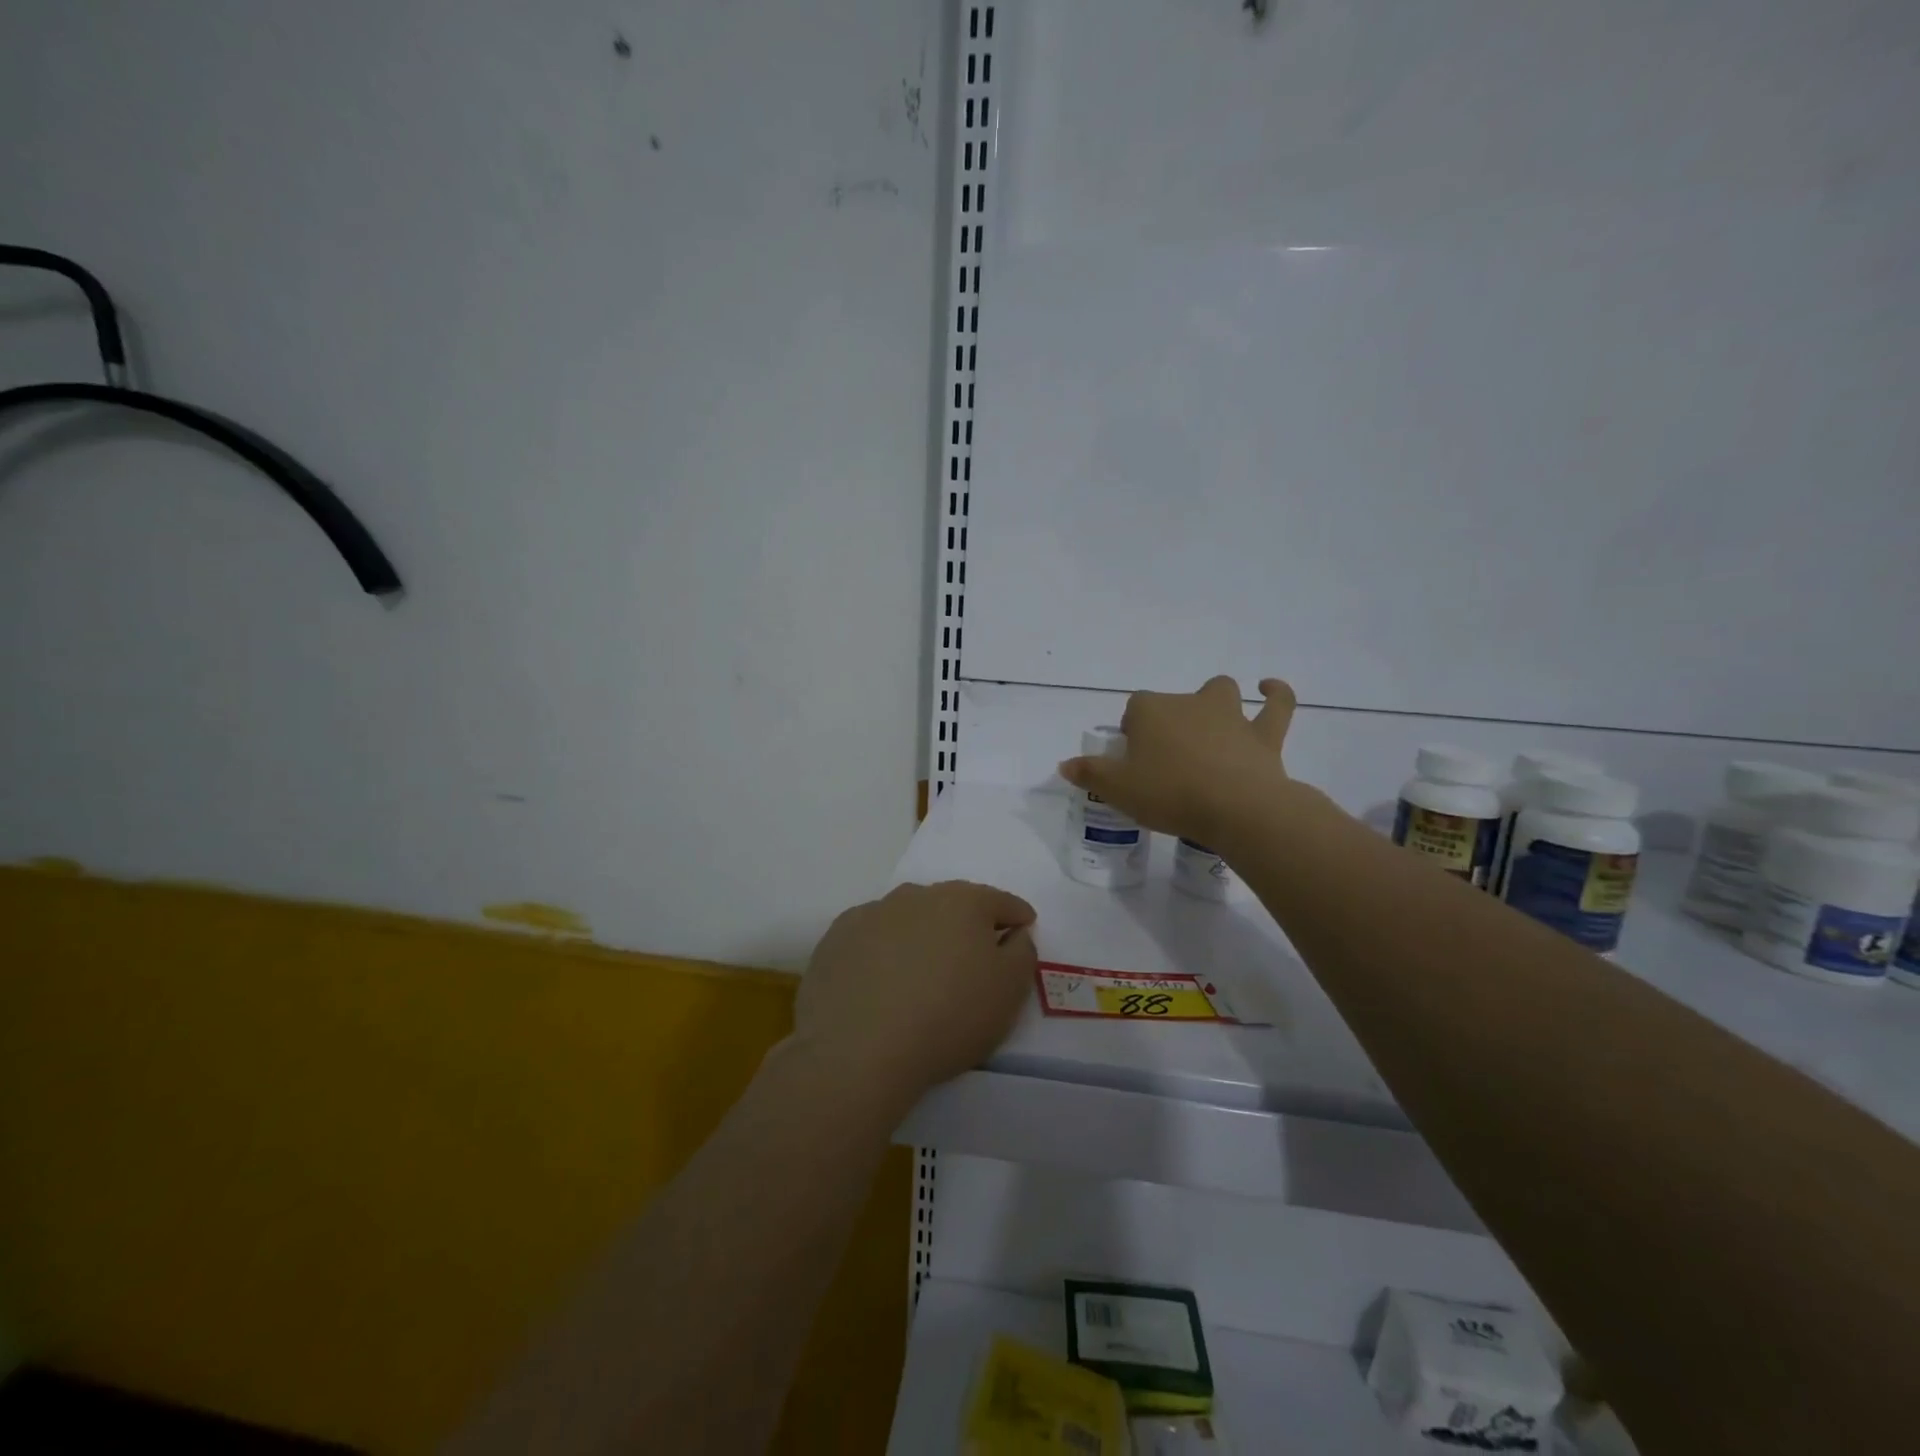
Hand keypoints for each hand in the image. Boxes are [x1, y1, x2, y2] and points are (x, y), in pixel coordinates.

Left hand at [793, 881, 1037, 1109]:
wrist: (858, 1049)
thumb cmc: (948, 1018)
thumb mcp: (1008, 992)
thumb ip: (1022, 953)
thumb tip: (1014, 933)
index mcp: (963, 902)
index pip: (1001, 902)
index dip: (1016, 918)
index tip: (1022, 930)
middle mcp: (916, 895)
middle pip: (952, 904)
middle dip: (966, 924)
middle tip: (971, 957)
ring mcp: (872, 913)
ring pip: (908, 917)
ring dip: (921, 934)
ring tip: (921, 971)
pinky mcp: (837, 937)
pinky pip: (871, 937)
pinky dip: (881, 950)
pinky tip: (879, 980)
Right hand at [1058, 676, 1295, 846]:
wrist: (1235, 808)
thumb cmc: (1169, 794)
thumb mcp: (1118, 789)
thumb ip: (1090, 773)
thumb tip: (1064, 764)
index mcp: (1151, 712)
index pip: (1133, 710)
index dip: (1131, 732)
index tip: (1132, 760)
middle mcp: (1189, 703)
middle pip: (1172, 702)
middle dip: (1168, 720)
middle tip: (1166, 756)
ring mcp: (1230, 715)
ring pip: (1220, 693)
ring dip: (1214, 703)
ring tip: (1210, 724)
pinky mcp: (1264, 733)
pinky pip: (1277, 704)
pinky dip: (1275, 694)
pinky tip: (1269, 688)